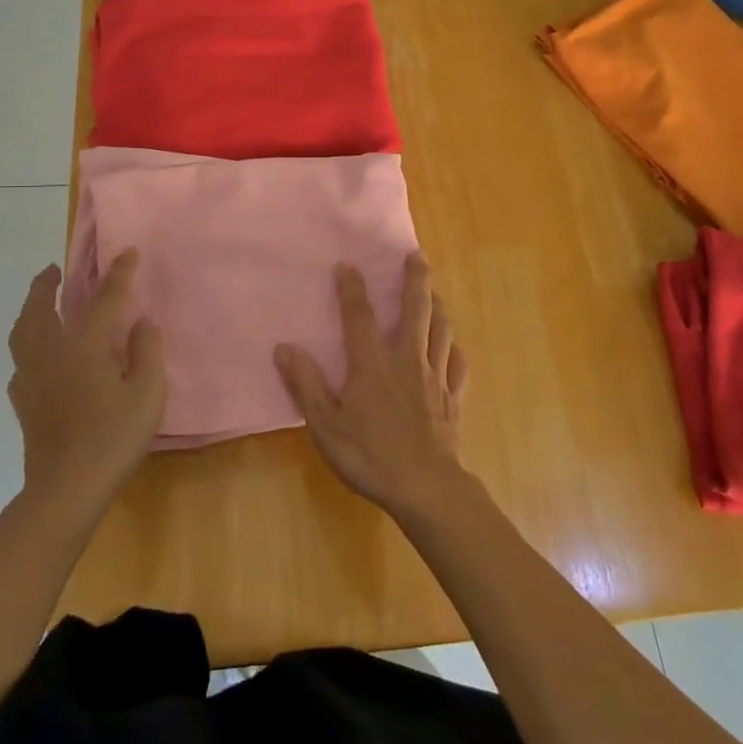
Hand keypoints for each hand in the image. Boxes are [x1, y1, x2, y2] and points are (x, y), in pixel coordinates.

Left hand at [7, 249, 165, 528]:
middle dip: (45, 284)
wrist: (65, 489)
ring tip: (39, 303)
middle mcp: (51, 353)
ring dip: (29, 310)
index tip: (128, 253)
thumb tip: (143, 322)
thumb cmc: (112, 438)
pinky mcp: (23, 403)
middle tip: (53, 269)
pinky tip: (38, 357)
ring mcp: (31, 379)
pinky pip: (20, 362)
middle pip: (40, 309)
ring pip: (22, 333)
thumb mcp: (147, 394)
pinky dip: (27, 346)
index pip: (104, 299)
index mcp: (84, 346)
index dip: (119, 274)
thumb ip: (147, 352)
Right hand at [274, 253, 468, 519]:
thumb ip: (306, 385)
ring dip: (437, 306)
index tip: (348, 264)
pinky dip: (455, 351)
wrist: (426, 488)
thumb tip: (284, 348)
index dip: (352, 288)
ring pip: (440, 331)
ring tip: (434, 292)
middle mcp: (407, 359)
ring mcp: (435, 377)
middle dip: (415, 280)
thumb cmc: (370, 456)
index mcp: (372, 364)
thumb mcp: (326, 425)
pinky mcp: (453, 398)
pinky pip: (458, 365)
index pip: (359, 316)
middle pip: (415, 310)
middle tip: (416, 256)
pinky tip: (454, 347)